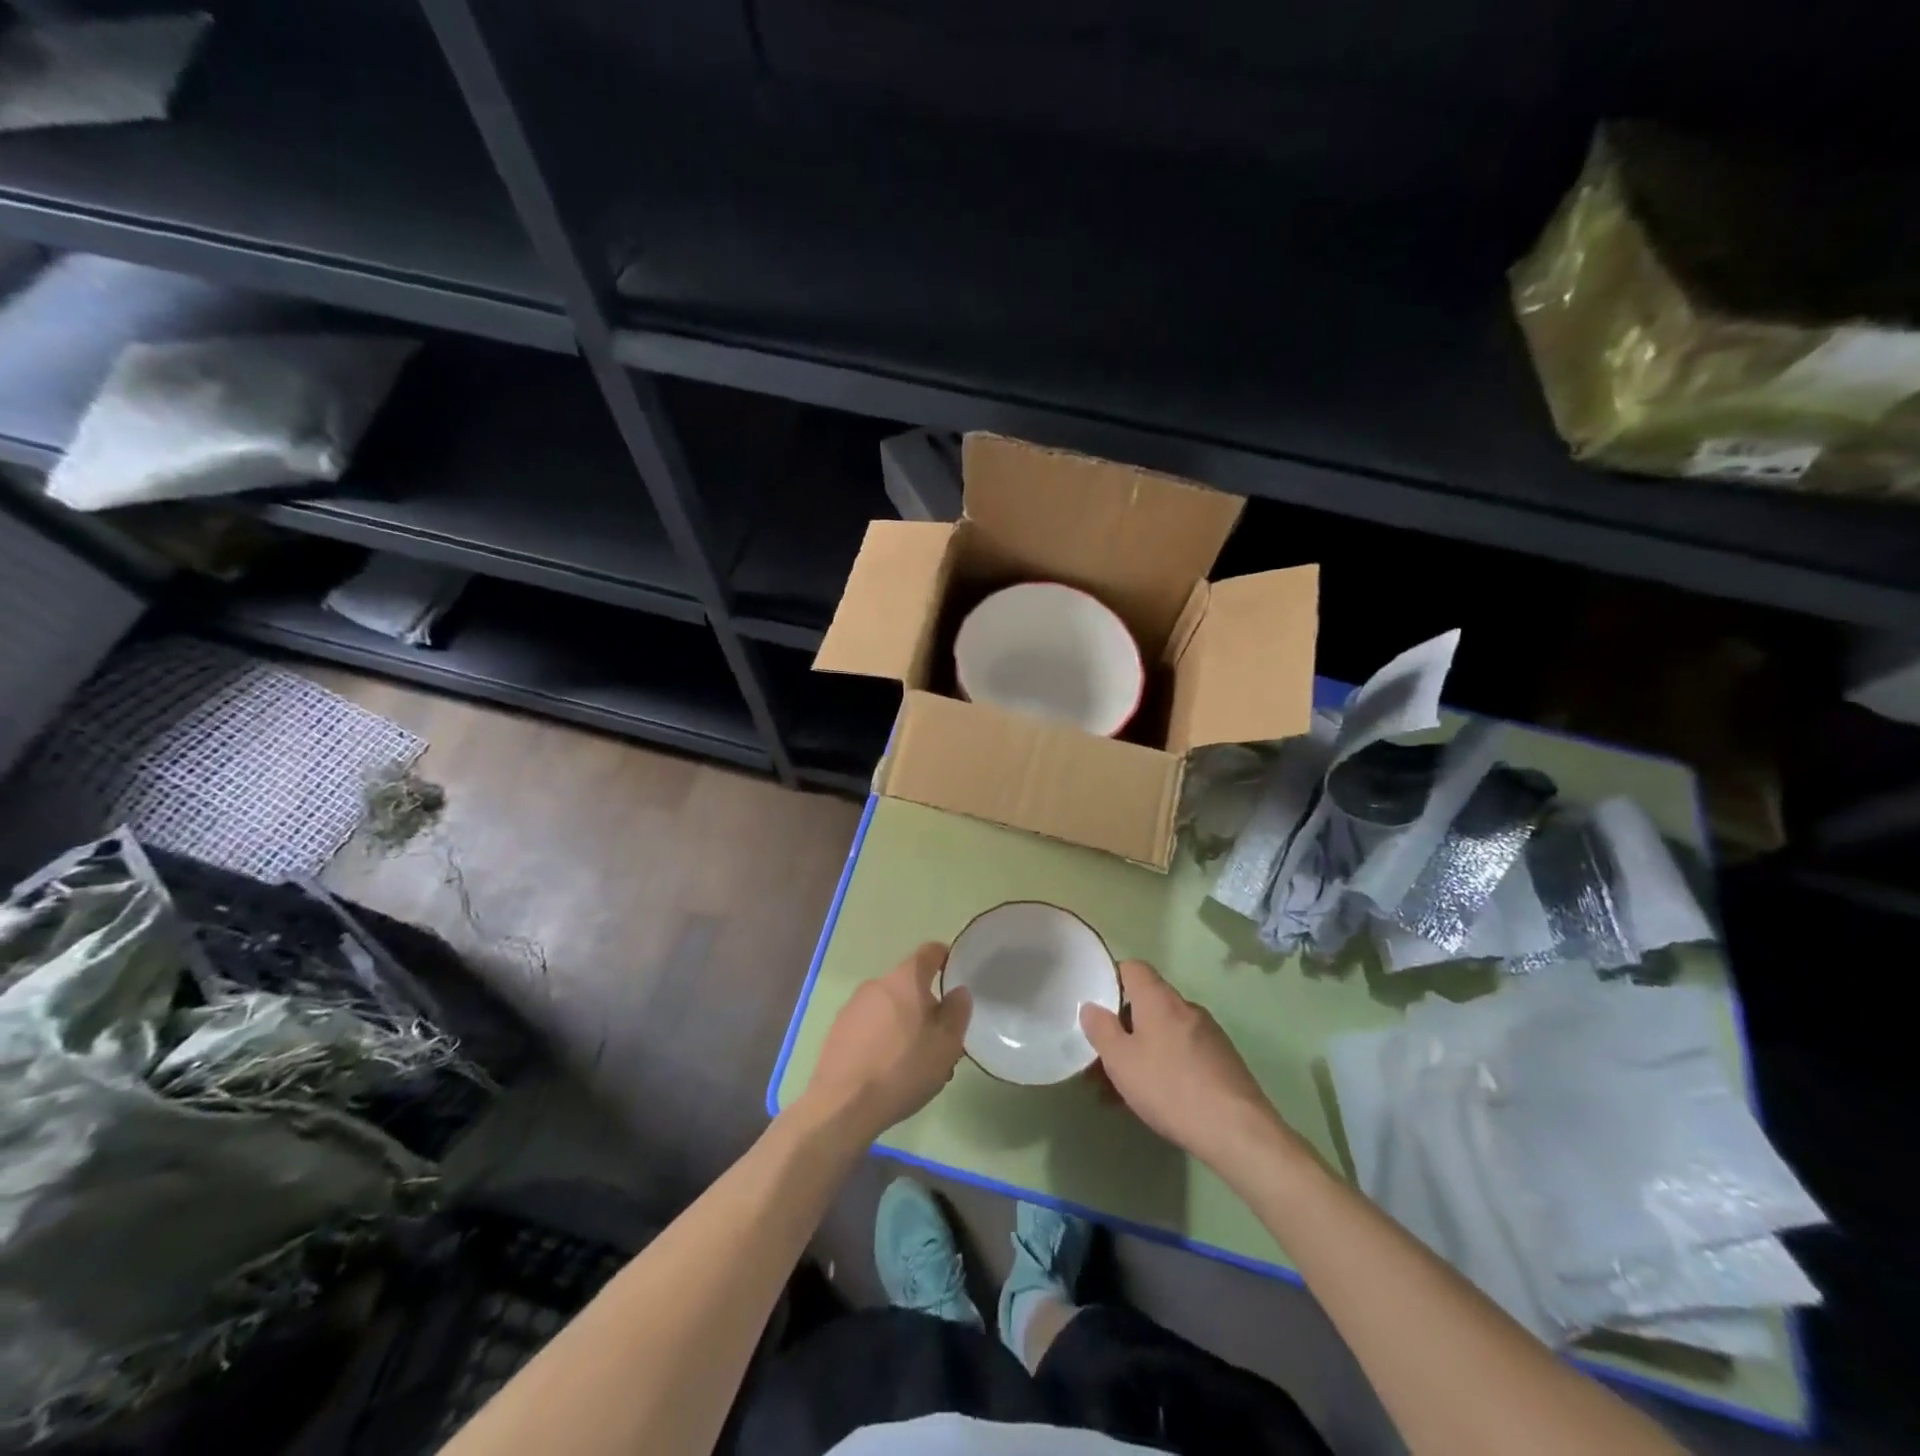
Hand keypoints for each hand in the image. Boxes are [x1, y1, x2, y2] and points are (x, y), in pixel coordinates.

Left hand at [802, 943, 971, 1142]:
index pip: (929, 952)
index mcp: (905, 979)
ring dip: (905, 1024)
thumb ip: (957, 1012)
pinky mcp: (837, 1029)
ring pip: (889, 1006)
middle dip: (926, 1005)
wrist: (843, 1105)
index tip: (956, 977)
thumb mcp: (946, 1045)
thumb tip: (958, 991)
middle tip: (940, 1038)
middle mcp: (876, 984)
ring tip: (916, 1062)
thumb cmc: (903, 1069)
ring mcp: (853, 1006)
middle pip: (909, 984)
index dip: (945, 959)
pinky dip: (883, 1037)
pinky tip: (889, 1069)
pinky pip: (870, 1024)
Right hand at [1080, 959, 1299, 1172]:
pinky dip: (1163, 1066)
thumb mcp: (1121, 1061)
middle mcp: (1185, 1007)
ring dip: (1140, 1053)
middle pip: (1146, 1004)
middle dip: (1121, 1029)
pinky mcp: (1222, 1060)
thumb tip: (1091, 1006)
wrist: (1238, 1131)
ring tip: (1120, 1092)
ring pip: (1162, 1033)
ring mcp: (1208, 1033)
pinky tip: (1154, 1100)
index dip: (1111, 979)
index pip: (1133, 968)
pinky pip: (1182, 1052)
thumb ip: (1101, 1029)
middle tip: (1101, 1062)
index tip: (1095, 1006)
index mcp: (1159, 999)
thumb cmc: (1170, 1088)